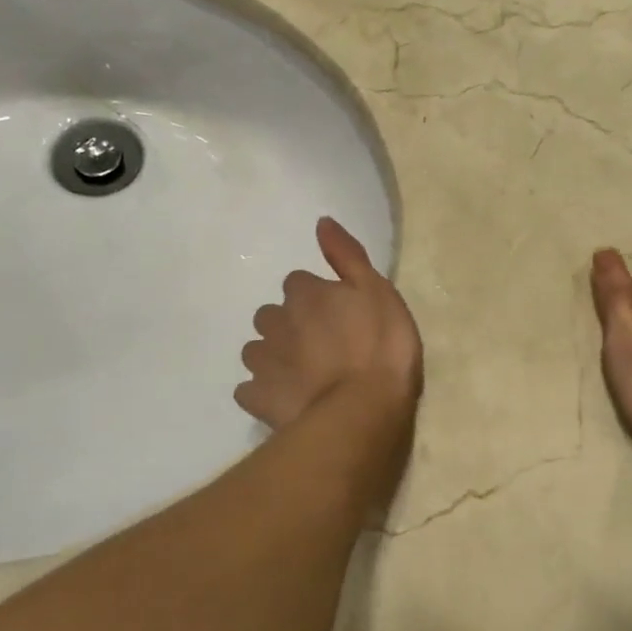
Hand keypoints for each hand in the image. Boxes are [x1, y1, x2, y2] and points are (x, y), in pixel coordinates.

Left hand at [236, 218, 422, 429]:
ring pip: (258, 350)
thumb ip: (347, 255)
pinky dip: (263, 391)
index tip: (338, 316)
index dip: (317, 299)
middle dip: (289, 325)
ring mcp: (262, 361)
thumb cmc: (380, 346)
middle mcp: (275, 321)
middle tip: (320, 346)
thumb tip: (322, 221)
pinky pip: (251, 389)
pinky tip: (284, 399)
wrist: (361, 409)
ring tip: (302, 374)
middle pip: (273, 315)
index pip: (299, 283)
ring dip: (273, 356)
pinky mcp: (256, 397)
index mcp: (304, 293)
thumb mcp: (378, 291)